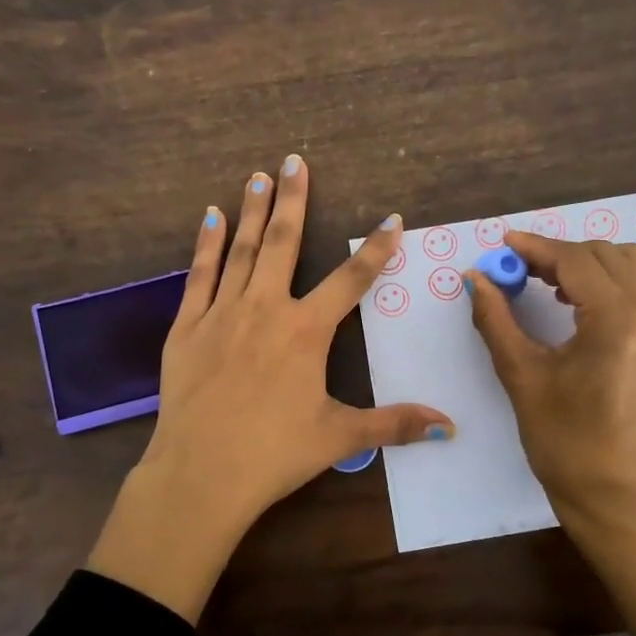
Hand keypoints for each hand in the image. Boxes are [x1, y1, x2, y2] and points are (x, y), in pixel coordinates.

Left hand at [87, 156, 452, 621]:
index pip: (351, 280)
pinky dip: (205, 244)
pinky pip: (199, 275)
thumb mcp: (339, 438)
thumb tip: (449, 428)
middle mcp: (265, 309)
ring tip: (258, 176)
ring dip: (252, 211)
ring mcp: (222, 314)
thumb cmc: (274, 454)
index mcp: (306, 332)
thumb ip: (393, 424)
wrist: (200, 474)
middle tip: (294, 161)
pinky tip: (210, 217)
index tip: (393, 219)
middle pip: (284, 244)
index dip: (376, 249)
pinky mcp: (187, 328)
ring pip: (240, 251)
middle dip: (294, 200)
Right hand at [467, 232, 635, 635]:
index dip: (535, 247)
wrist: (613, 491)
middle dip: (558, 253)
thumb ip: (496, 319)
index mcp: (619, 323)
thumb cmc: (563, 440)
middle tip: (517, 269)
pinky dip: (605, 280)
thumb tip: (474, 277)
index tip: (502, 244)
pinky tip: (571, 301)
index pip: (576, 261)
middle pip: (605, 254)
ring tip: (545, 282)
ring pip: (629, 263)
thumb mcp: (522, 375)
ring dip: (586, 262)